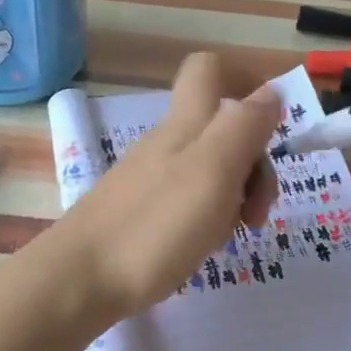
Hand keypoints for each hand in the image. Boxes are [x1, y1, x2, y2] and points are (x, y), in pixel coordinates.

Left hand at [48, 52, 281, 327]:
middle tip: (256, 212)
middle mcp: (168, 142)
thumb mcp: (213, 170)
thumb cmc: (154, 226)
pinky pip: (190, 199)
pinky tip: (201, 246)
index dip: (246, 82)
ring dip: (235, 196)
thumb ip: (244, 126)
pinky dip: (209, 217)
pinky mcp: (141, 210)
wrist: (79, 280)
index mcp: (187, 124)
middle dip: (254, 163)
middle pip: (224, 127)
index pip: (211, 69)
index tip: (271, 128)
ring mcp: (151, 177)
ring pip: (211, 167)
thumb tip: (271, 90)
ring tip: (227, 236)